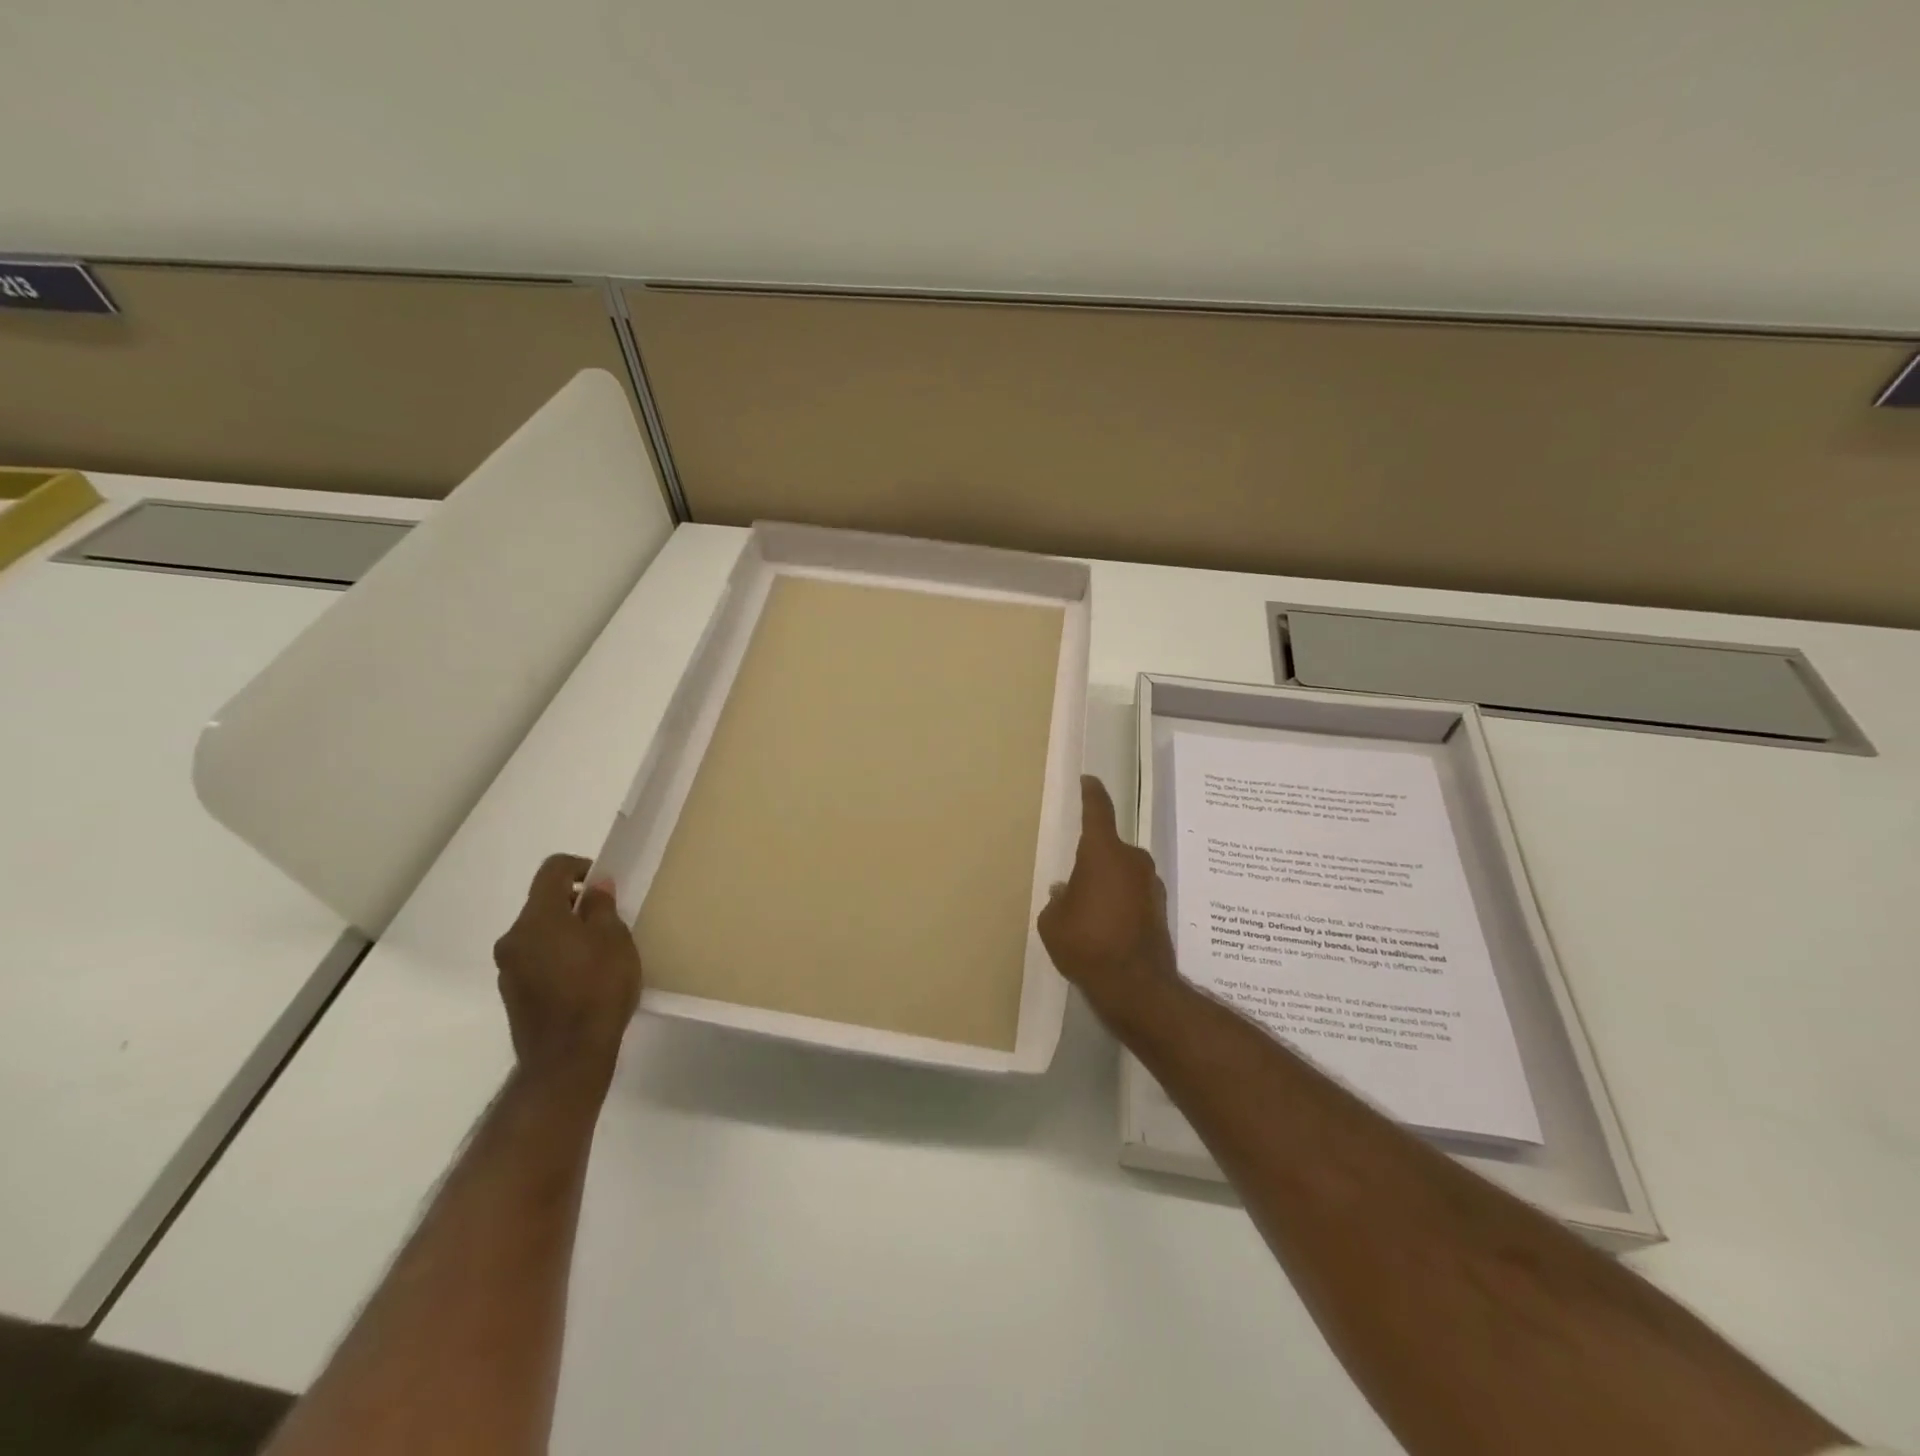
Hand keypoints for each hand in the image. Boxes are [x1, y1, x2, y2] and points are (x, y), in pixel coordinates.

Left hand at [493, 854, 642, 1090]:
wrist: (567, 1058)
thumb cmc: (598, 989)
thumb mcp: (615, 940)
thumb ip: (602, 907)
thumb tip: (595, 886)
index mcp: (538, 917)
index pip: (553, 870)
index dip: (580, 866)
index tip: (604, 884)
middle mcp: (514, 937)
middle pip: (543, 903)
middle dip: (575, 903)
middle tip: (608, 920)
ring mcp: (508, 967)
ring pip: (539, 933)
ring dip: (565, 932)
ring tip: (599, 953)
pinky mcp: (512, 993)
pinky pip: (536, 959)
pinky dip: (557, 956)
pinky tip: (583, 978)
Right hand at [1037, 777, 1180, 1020]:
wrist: (1136, 986)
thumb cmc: (1086, 944)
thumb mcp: (1053, 922)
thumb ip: (1058, 901)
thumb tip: (1067, 892)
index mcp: (1102, 852)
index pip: (1097, 811)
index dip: (1092, 793)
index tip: (1089, 780)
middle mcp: (1131, 860)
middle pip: (1108, 848)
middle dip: (1092, 859)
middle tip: (1074, 881)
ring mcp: (1150, 884)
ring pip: (1122, 871)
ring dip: (1108, 882)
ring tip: (1089, 911)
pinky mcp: (1160, 908)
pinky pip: (1133, 892)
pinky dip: (1121, 901)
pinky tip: (1108, 926)